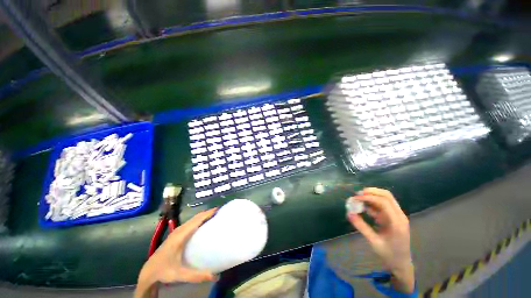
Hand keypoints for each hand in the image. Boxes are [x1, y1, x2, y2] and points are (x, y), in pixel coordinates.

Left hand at [135, 209, 216, 297]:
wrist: (148, 272)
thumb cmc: (164, 271)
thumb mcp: (179, 274)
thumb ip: (196, 276)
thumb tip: (214, 276)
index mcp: (180, 236)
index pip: (196, 221)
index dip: (207, 214)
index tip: (218, 209)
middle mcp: (178, 231)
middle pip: (195, 218)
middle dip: (206, 213)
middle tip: (219, 212)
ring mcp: (176, 232)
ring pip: (192, 219)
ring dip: (202, 215)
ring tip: (213, 215)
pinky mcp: (175, 234)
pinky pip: (189, 223)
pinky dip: (197, 220)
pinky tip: (201, 223)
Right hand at [347, 188, 414, 293]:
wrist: (401, 264)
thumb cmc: (389, 255)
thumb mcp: (373, 242)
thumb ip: (361, 226)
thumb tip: (349, 213)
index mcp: (397, 223)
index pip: (384, 202)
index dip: (369, 197)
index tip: (356, 198)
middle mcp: (399, 216)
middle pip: (387, 195)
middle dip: (371, 192)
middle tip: (357, 195)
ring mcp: (397, 215)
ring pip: (385, 198)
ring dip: (371, 196)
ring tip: (358, 201)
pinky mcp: (393, 217)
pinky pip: (382, 205)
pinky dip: (372, 203)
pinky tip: (364, 208)